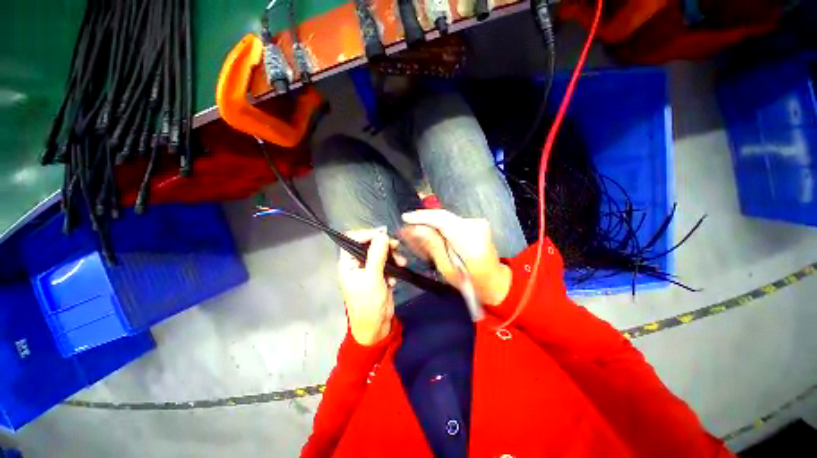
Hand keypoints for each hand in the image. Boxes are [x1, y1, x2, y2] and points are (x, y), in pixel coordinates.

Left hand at [338, 228, 405, 345]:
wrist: (376, 326)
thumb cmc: (369, 304)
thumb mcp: (373, 278)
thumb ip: (377, 255)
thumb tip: (382, 235)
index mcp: (348, 263)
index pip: (353, 239)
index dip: (367, 235)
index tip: (382, 235)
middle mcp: (357, 264)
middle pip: (369, 245)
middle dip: (383, 245)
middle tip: (396, 246)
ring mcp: (368, 270)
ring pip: (380, 253)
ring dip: (392, 256)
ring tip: (402, 263)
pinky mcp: (379, 275)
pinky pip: (386, 264)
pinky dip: (393, 267)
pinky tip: (395, 279)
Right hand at [400, 210, 511, 304]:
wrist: (494, 280)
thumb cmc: (470, 282)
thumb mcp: (447, 268)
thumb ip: (432, 246)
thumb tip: (415, 228)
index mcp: (471, 241)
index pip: (443, 220)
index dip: (422, 216)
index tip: (405, 218)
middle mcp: (476, 226)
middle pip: (443, 216)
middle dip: (423, 220)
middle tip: (406, 229)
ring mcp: (477, 222)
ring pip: (446, 218)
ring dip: (429, 224)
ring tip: (415, 233)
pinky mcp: (475, 222)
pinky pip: (451, 221)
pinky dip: (438, 226)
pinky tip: (430, 234)